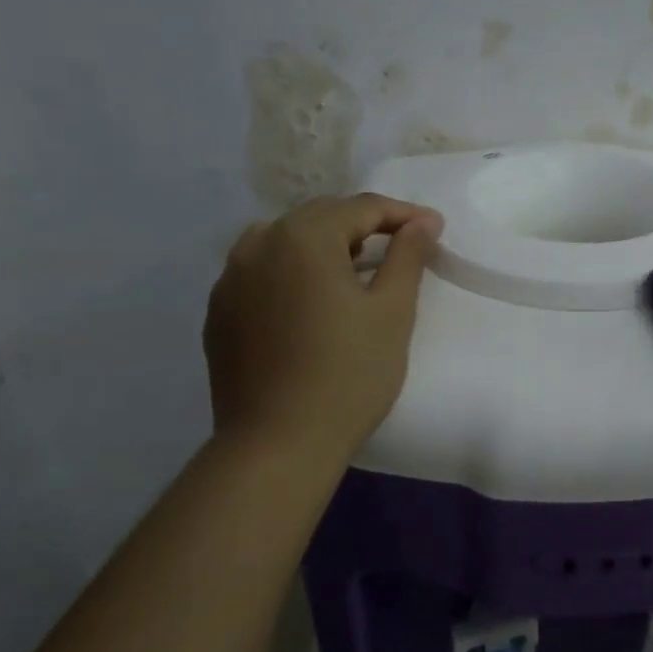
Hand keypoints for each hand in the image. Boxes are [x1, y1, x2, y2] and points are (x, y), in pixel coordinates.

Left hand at [204, 193, 443, 463]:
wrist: (278, 444)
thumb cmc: (348, 374)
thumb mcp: (392, 311)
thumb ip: (408, 255)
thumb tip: (423, 222)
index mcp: (303, 237)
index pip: (361, 207)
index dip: (403, 214)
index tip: (433, 229)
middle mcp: (259, 244)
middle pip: (320, 216)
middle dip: (363, 224)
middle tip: (399, 247)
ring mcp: (230, 278)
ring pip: (285, 239)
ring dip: (324, 243)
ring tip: (353, 268)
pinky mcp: (219, 311)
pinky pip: (260, 270)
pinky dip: (292, 270)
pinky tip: (310, 299)